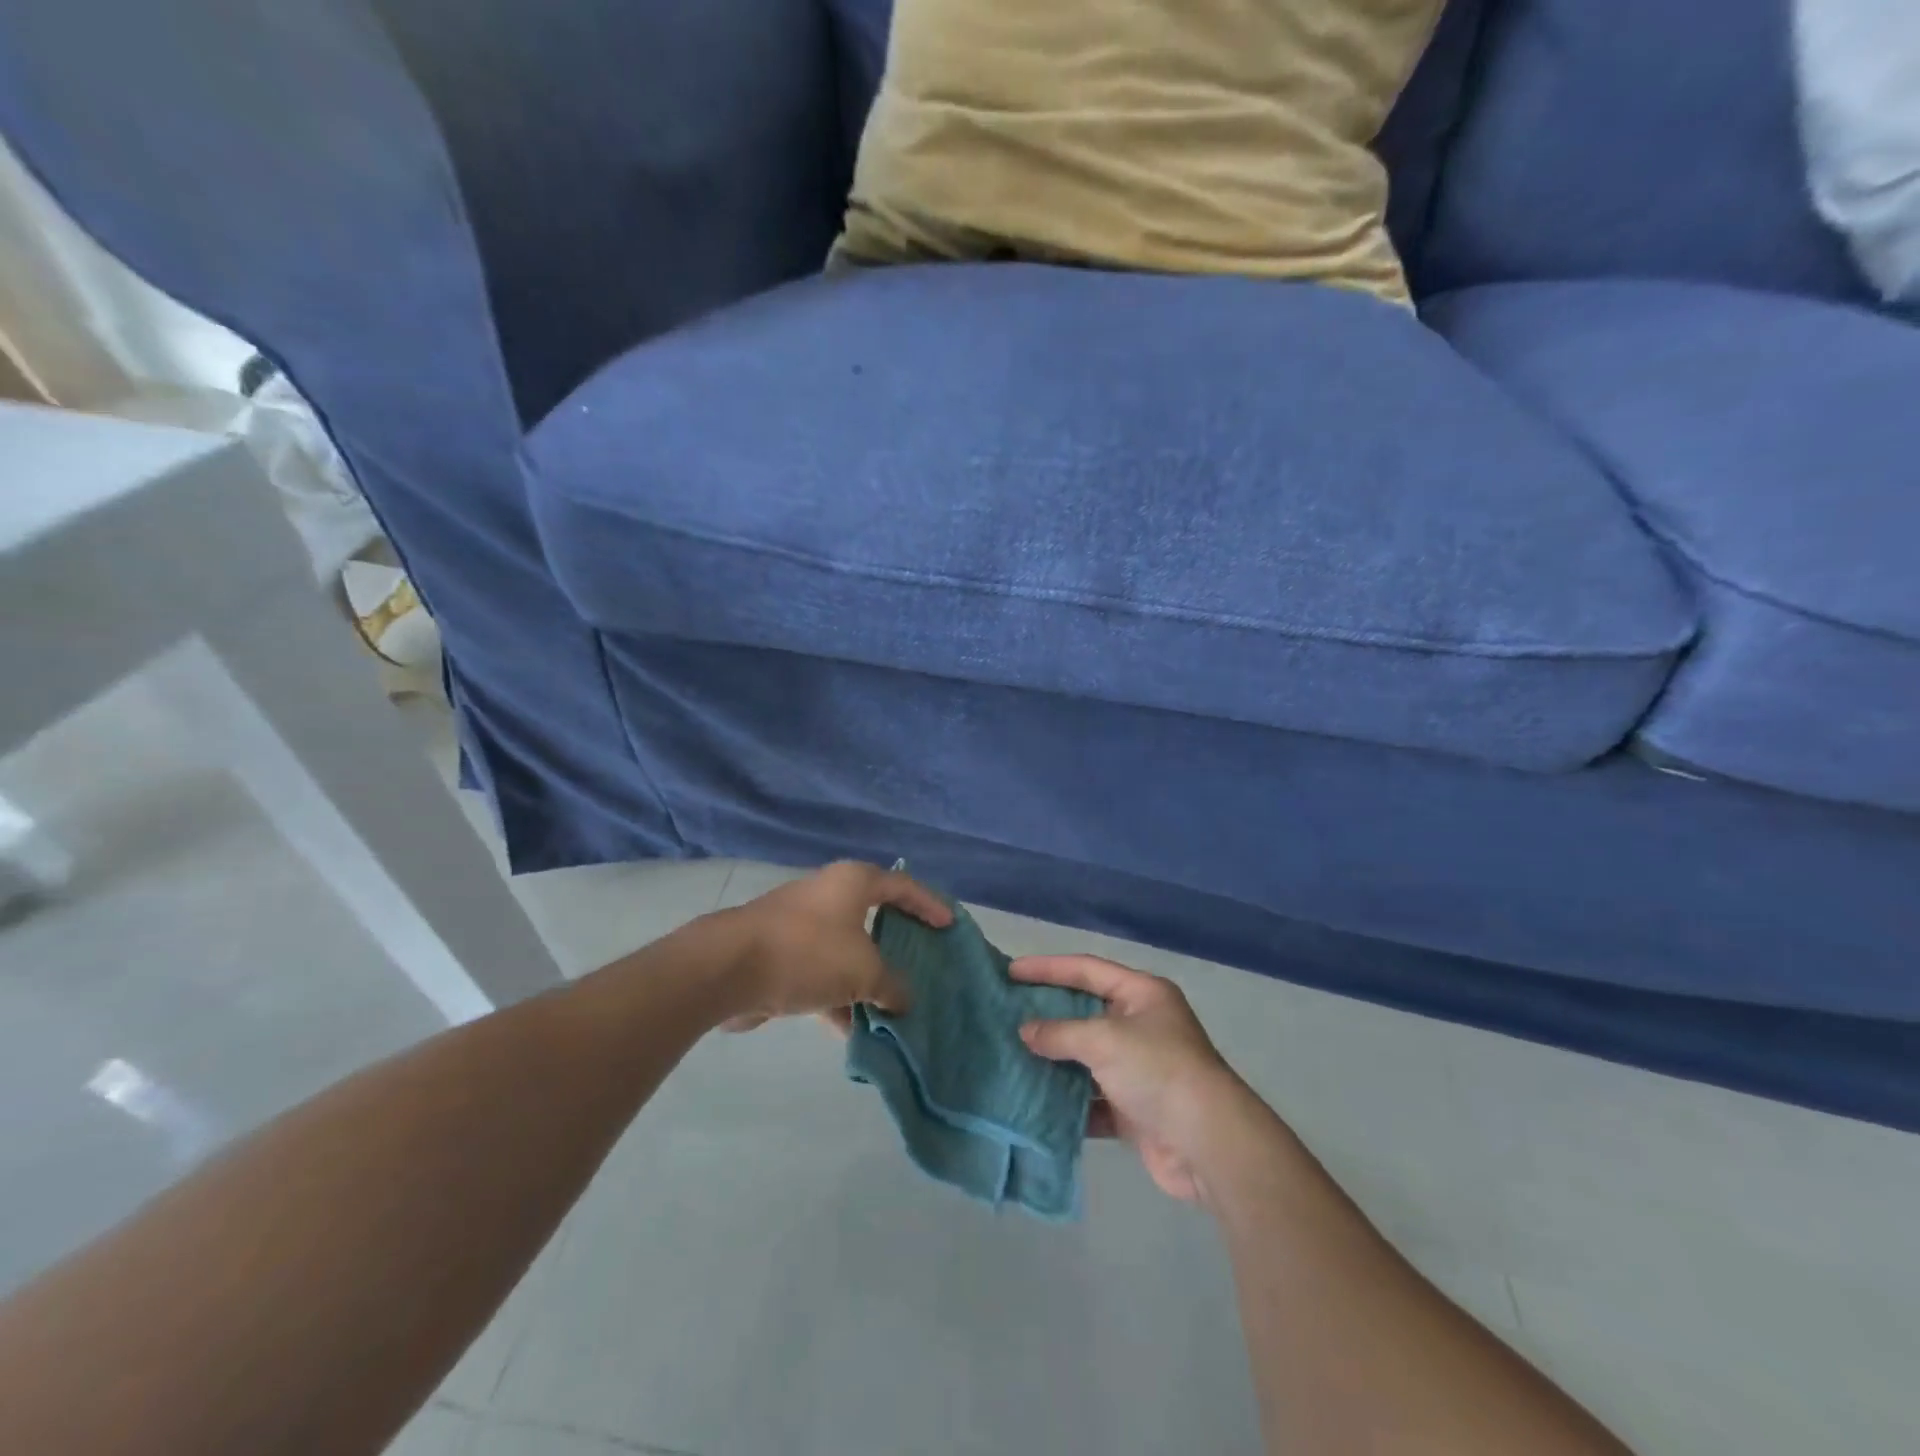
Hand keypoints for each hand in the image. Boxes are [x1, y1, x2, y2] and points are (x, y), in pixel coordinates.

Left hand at [715, 861, 951, 1031]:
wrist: (728, 968)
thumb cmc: (808, 953)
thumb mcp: (864, 971)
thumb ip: (892, 986)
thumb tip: (904, 1001)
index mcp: (853, 882)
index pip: (903, 886)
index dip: (929, 904)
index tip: (949, 926)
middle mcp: (829, 896)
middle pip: (874, 917)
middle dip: (898, 945)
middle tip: (924, 963)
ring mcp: (802, 925)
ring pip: (847, 951)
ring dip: (868, 980)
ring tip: (894, 1009)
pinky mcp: (781, 955)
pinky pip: (822, 975)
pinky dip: (839, 999)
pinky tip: (854, 1031)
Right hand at [1014, 955, 1263, 1206]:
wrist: (1208, 1144)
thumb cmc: (1158, 1070)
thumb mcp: (1104, 1040)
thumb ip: (1060, 1032)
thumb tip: (1026, 1032)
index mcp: (1143, 994)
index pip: (1087, 969)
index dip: (1048, 968)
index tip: (1011, 971)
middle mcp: (1143, 1026)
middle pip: (1086, 1012)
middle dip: (1049, 1015)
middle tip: (1007, 1013)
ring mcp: (1140, 1069)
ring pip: (1087, 1058)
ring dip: (1055, 1061)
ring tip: (1013, 1056)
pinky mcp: (1135, 1110)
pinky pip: (1093, 1099)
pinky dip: (1068, 1102)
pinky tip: (1036, 1102)